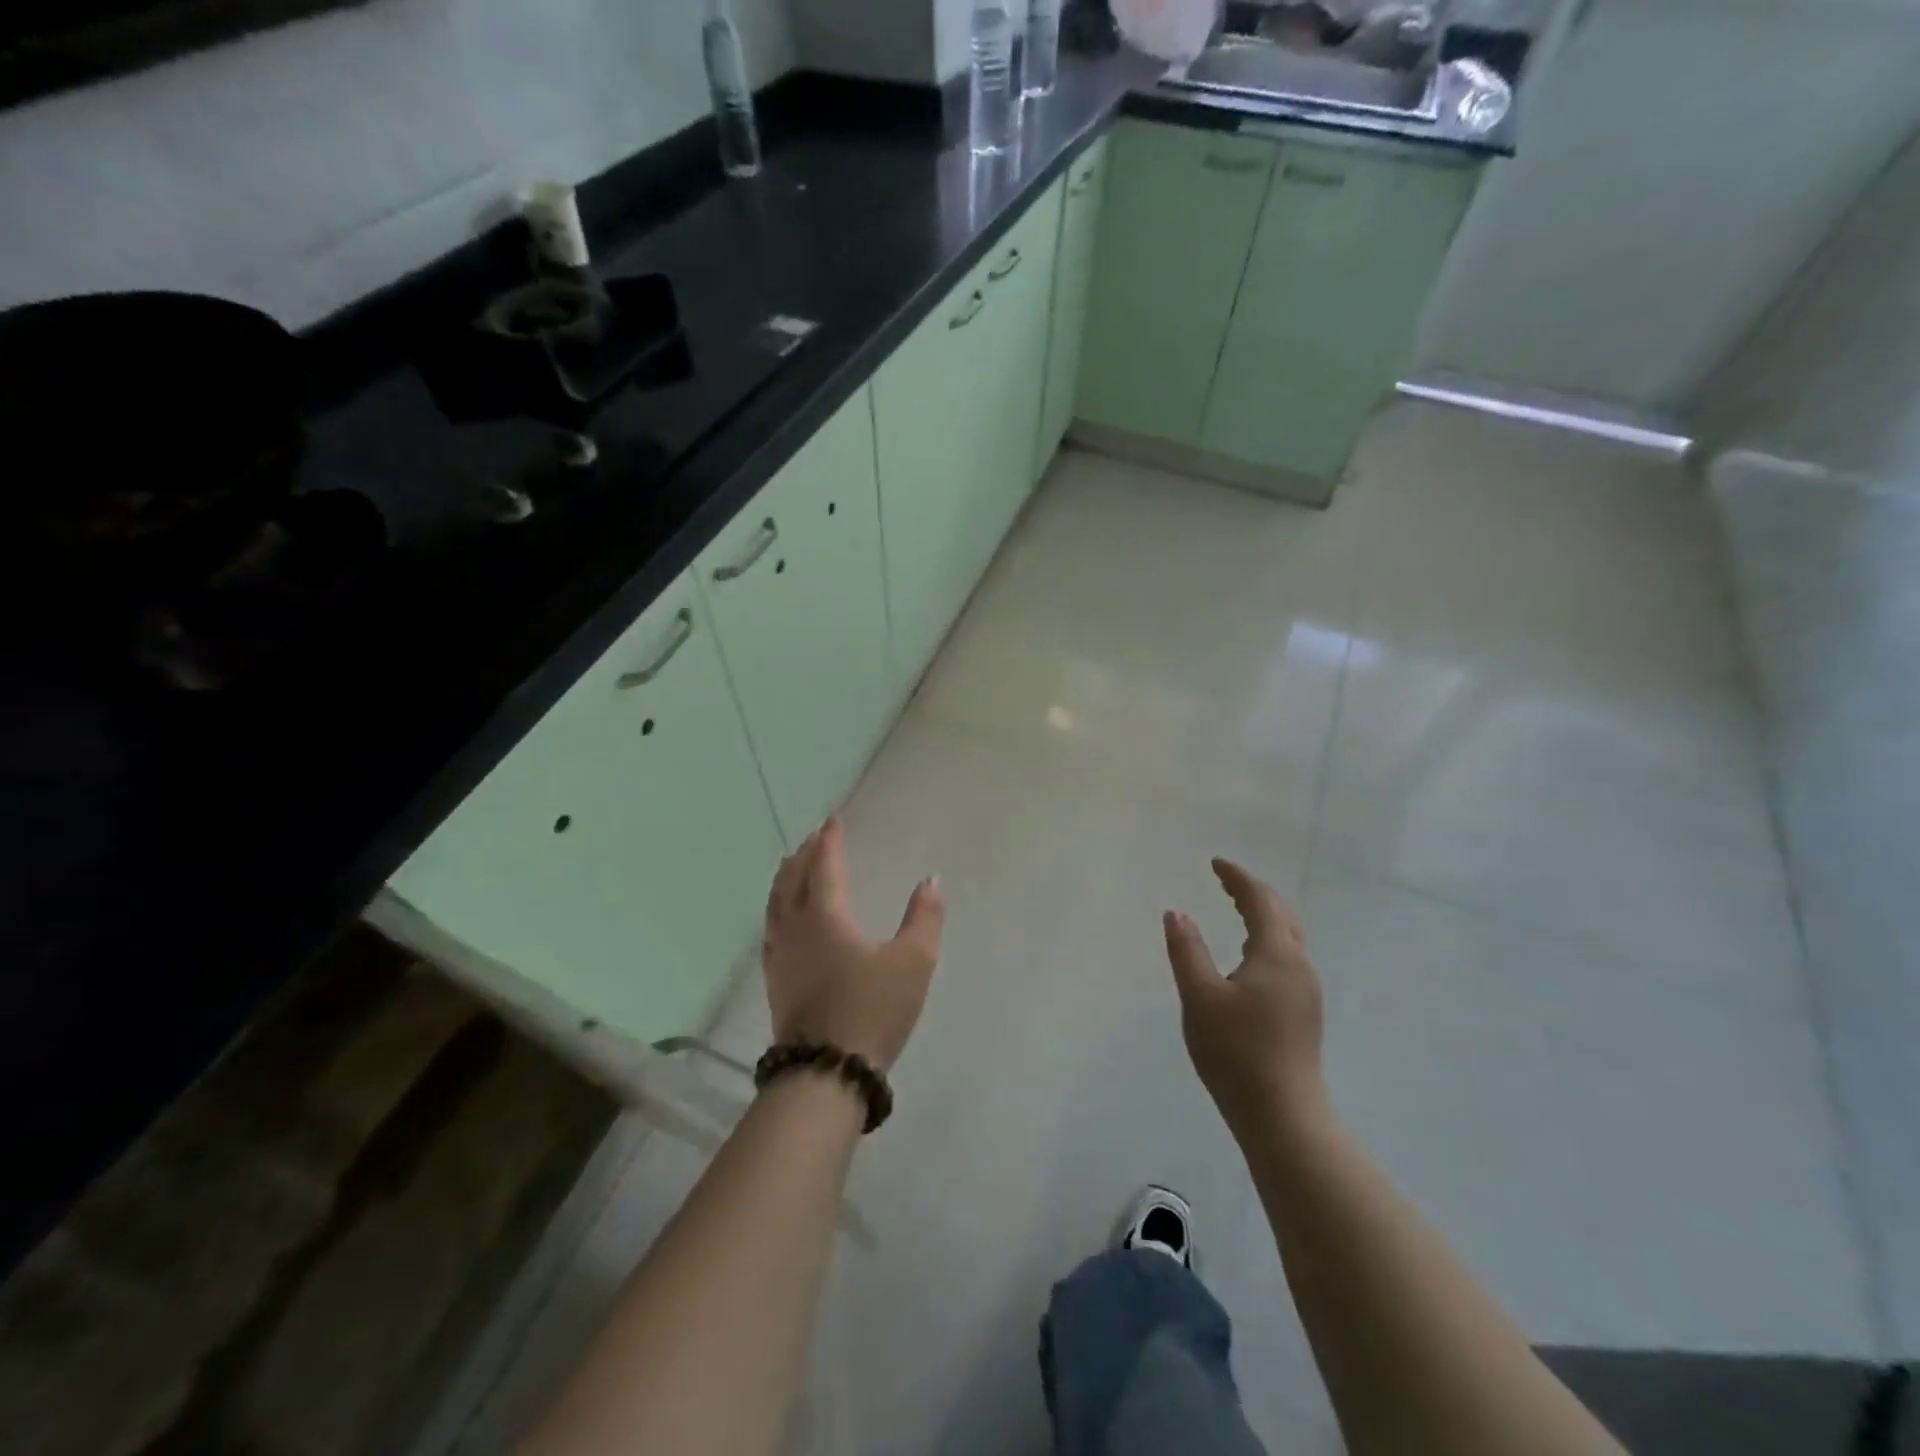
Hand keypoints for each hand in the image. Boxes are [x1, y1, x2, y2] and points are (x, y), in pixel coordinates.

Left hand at [762, 817, 944, 1072]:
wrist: (826, 1073)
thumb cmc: (873, 1009)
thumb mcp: (913, 962)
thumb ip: (924, 918)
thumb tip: (931, 880)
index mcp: (826, 916)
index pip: (824, 866)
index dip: (829, 840)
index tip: (833, 819)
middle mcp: (796, 928)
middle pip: (792, 880)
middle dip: (804, 856)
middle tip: (814, 839)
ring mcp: (781, 957)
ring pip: (776, 905)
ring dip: (785, 880)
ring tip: (791, 868)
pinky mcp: (776, 983)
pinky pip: (772, 930)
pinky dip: (777, 910)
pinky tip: (782, 922)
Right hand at [1163, 859, 1328, 1139]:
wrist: (1283, 1116)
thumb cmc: (1236, 1052)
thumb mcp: (1199, 997)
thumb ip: (1186, 950)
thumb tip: (1175, 913)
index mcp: (1276, 954)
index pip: (1260, 901)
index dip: (1237, 878)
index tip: (1215, 863)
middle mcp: (1298, 965)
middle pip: (1281, 914)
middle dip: (1253, 892)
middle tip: (1224, 882)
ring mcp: (1306, 991)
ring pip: (1288, 936)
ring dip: (1264, 915)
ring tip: (1236, 909)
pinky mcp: (1304, 1012)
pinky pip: (1287, 956)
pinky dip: (1267, 938)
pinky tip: (1250, 956)